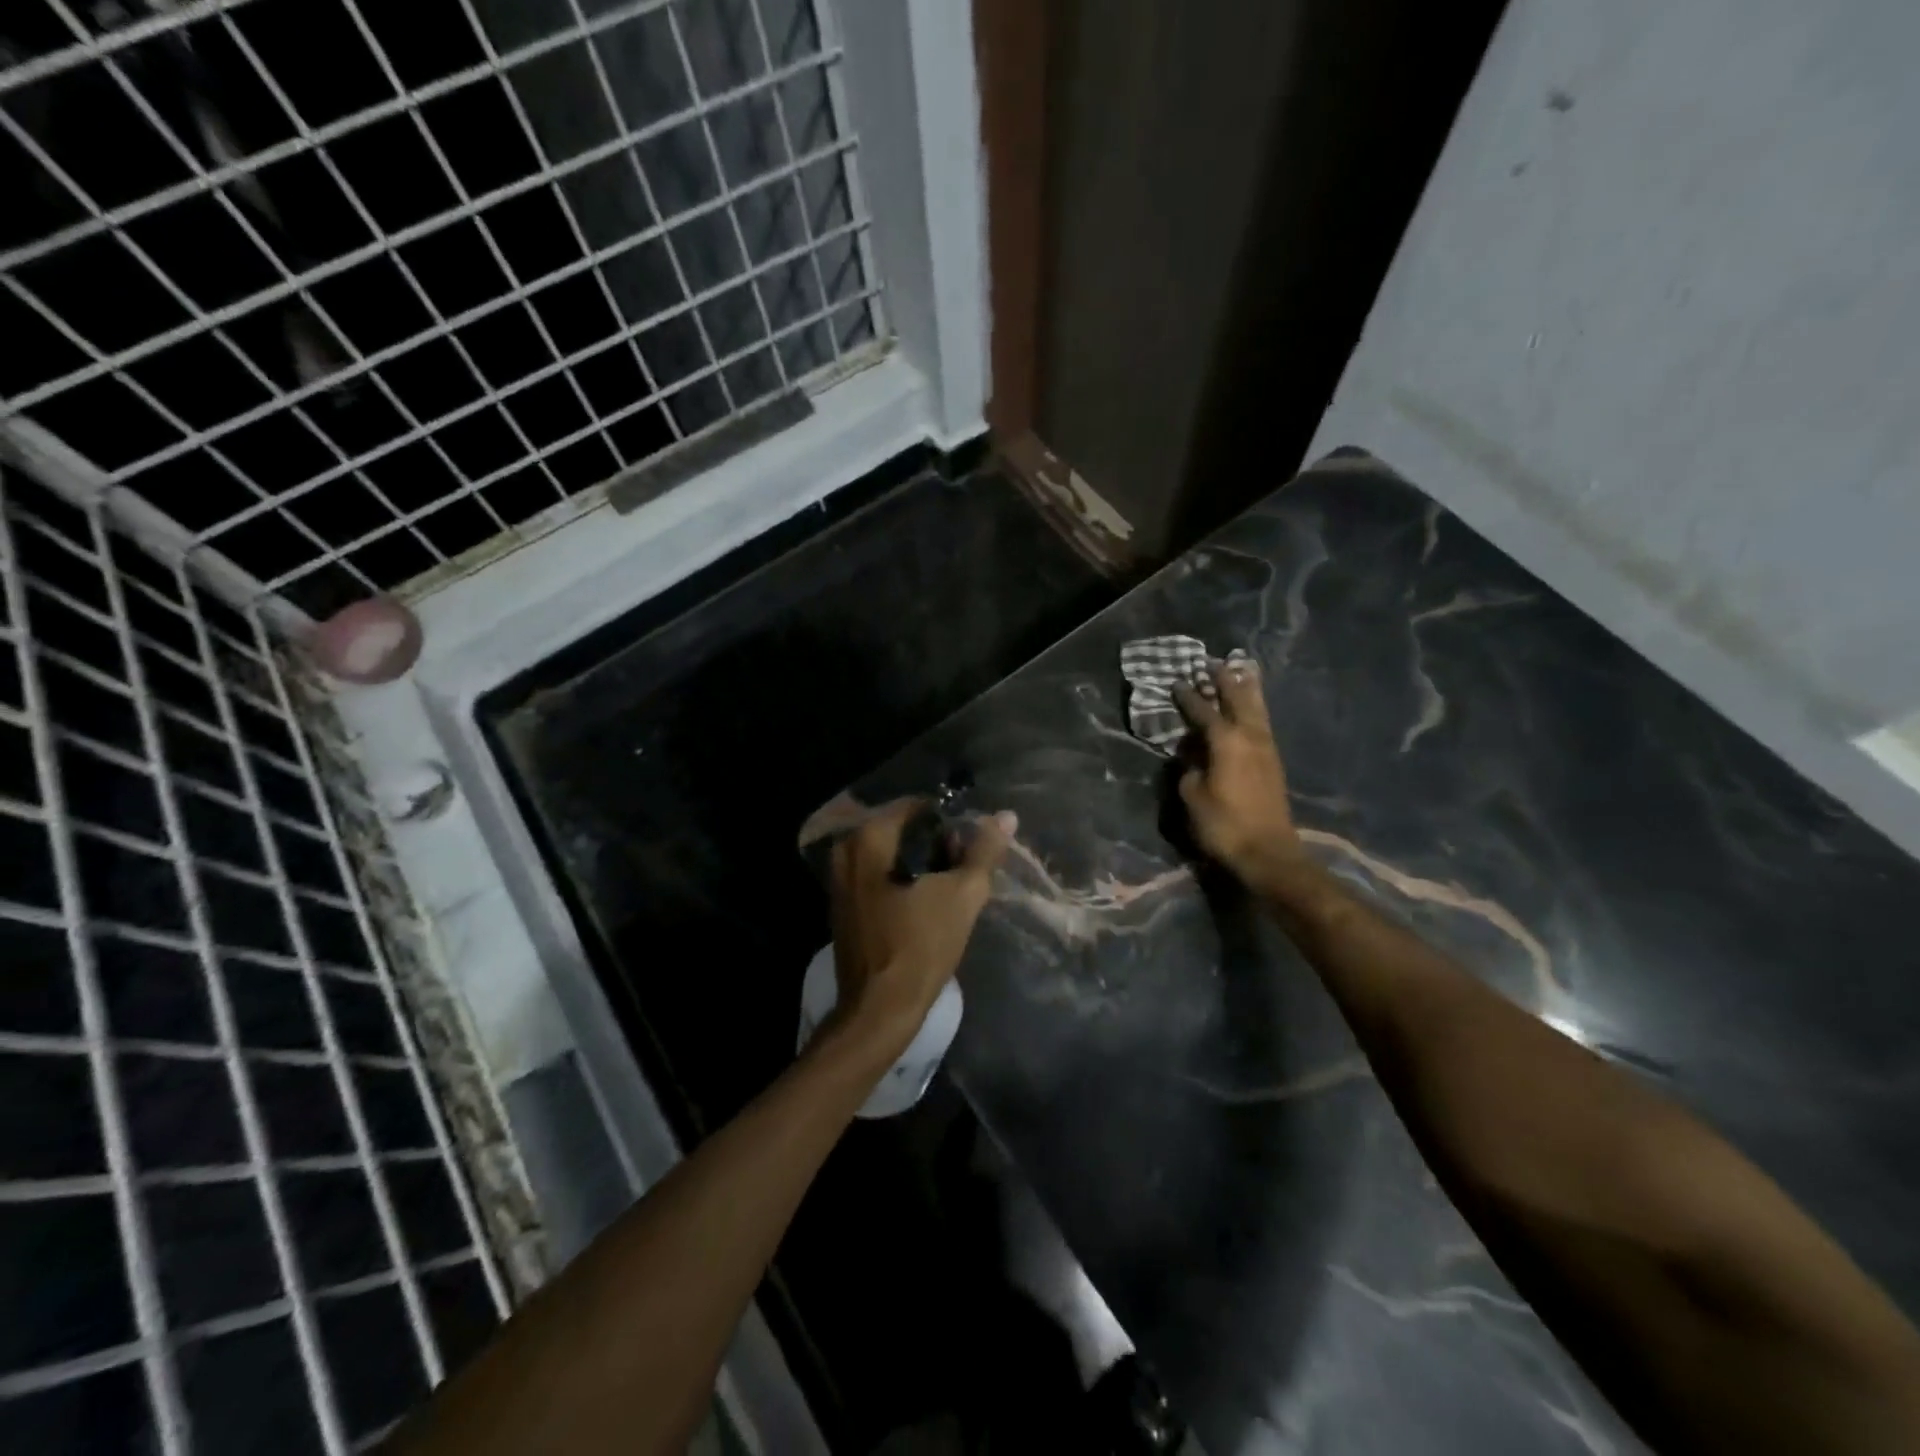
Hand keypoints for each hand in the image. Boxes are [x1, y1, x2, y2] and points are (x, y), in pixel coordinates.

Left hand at [828, 799, 1015, 1050]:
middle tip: (966, 864)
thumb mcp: (963, 895)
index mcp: (868, 839)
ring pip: (890, 854)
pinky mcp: (844, 905)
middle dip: (936, 843)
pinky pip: (879, 876)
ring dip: (922, 863)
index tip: (973, 842)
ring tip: (953, 883)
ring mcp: (839, 880)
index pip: (916, 807)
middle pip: (901, 830)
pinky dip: (904, 880)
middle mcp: (846, 851)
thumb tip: (1005, 816)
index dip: (950, 820)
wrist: (879, 1010)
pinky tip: (928, 900)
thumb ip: (984, 851)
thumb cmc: (920, 946)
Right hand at [1172, 659, 1307, 890]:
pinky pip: (1262, 722)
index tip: (1177, 682)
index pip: (1203, 711)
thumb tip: (1191, 754)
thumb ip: (1190, 768)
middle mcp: (1250, 736)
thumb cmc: (1223, 824)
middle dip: (1224, 680)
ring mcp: (1266, 747)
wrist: (1268, 852)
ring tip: (1239, 671)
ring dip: (1245, 689)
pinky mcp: (1274, 761)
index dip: (1188, 696)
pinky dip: (1254, 707)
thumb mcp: (1193, 795)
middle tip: (1212, 663)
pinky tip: (1250, 707)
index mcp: (1226, 740)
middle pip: (1237, 698)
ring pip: (1256, 708)